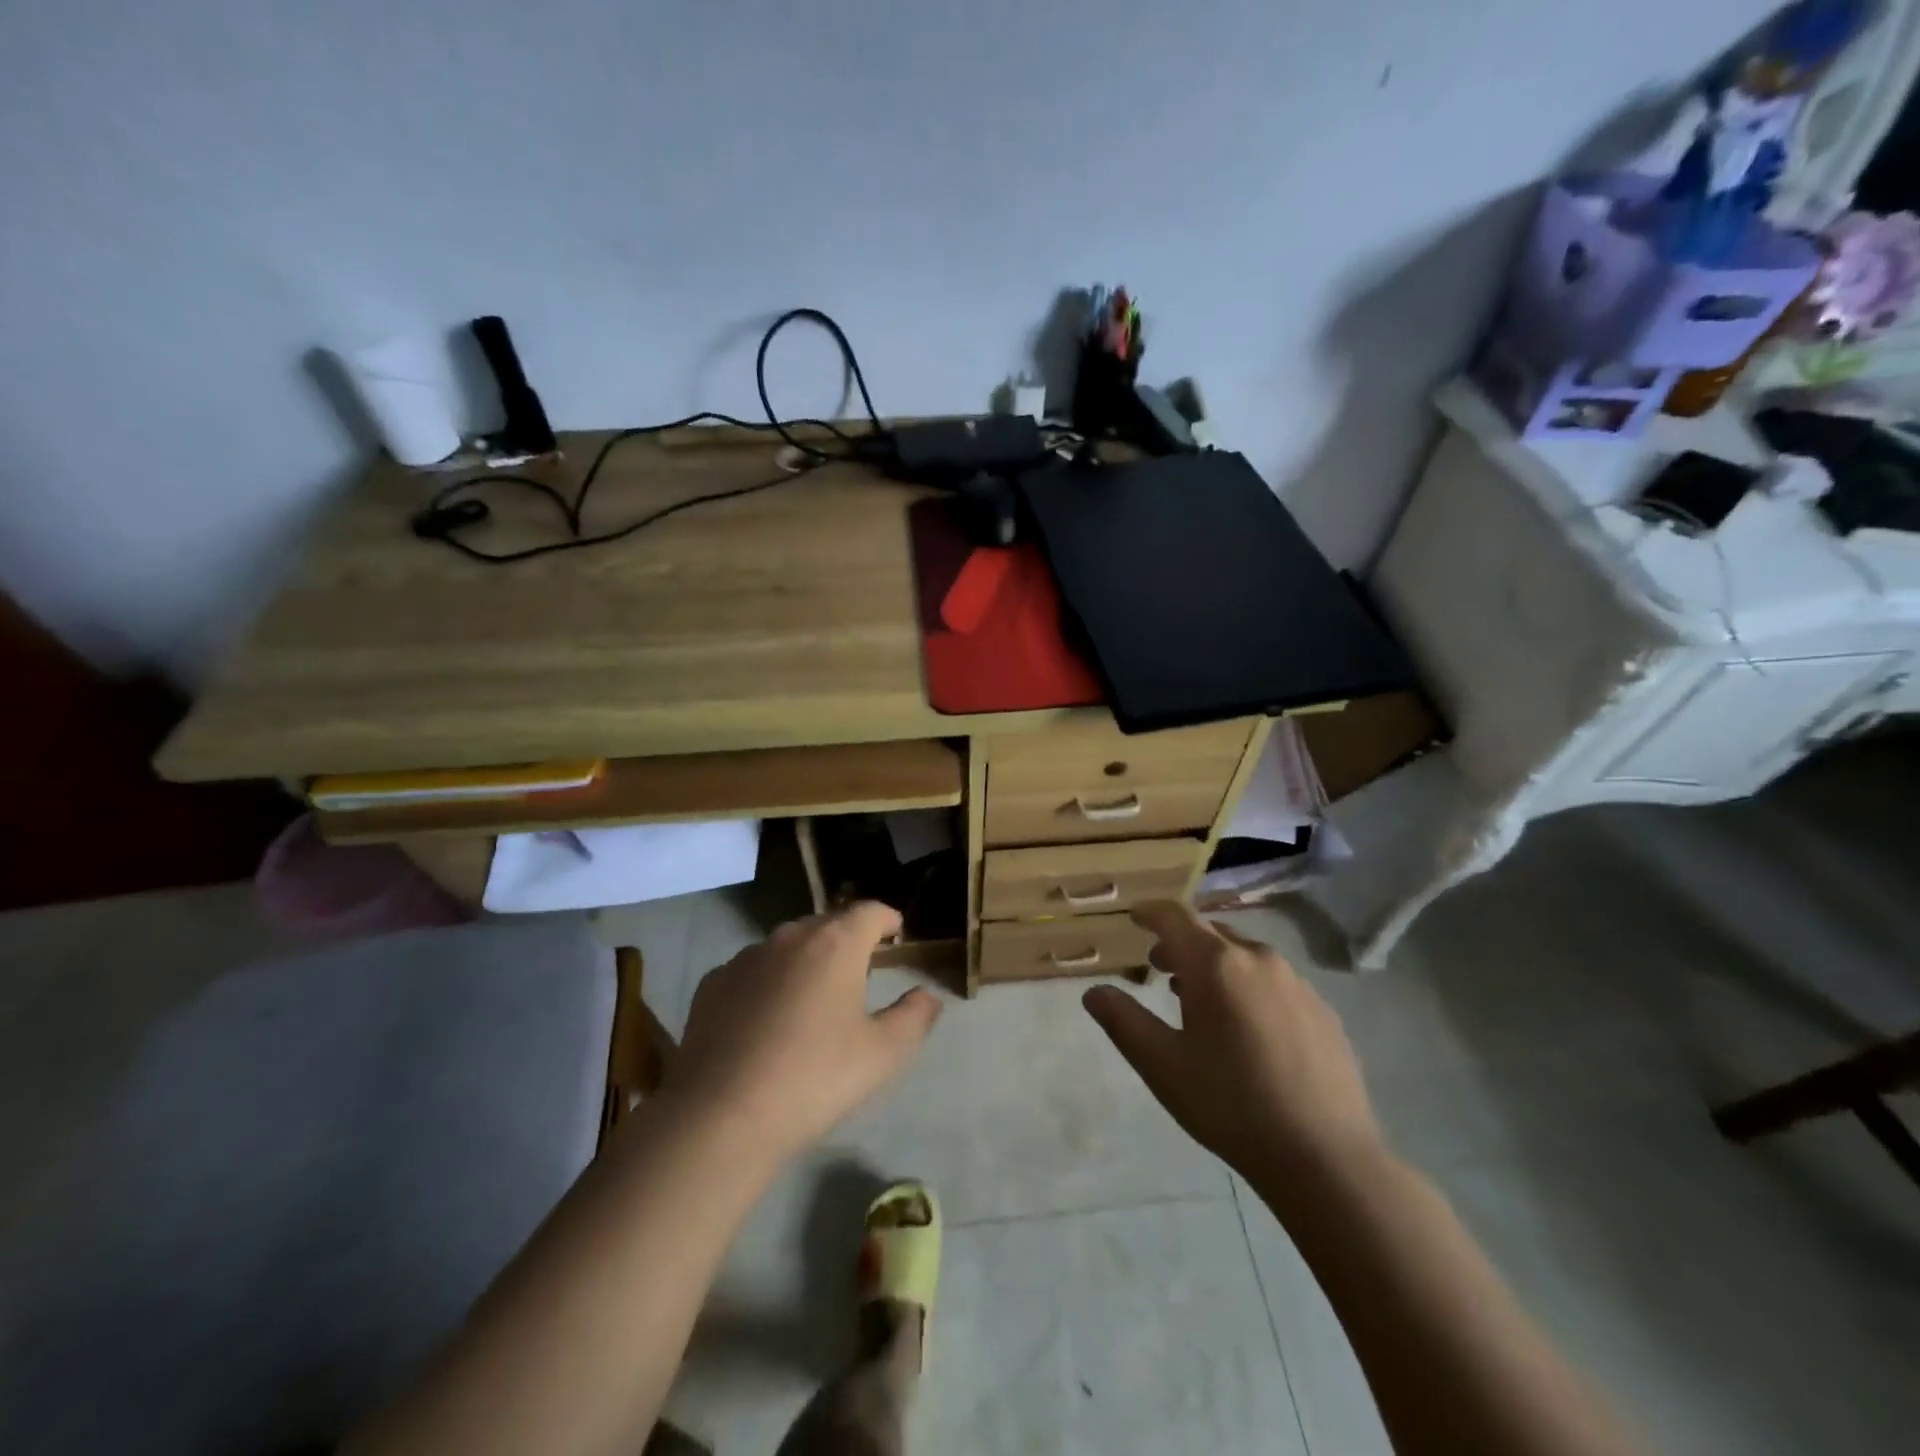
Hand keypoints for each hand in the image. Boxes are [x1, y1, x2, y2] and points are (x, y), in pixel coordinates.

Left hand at [666, 902, 942, 1163]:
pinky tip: (766, 1021)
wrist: (721, 1117)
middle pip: (828, 924)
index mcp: (836, 944)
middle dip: (847, 940)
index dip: (887, 920)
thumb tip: (928, 995)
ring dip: (806, 961)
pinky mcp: (713, 983)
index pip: (870, 911)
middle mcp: (790, 937)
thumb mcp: (883, 1054)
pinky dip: (768, 982)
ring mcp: (746, 957)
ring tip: (812, 999)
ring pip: (787, 946)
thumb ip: (914, 1016)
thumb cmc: (814, 1078)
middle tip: (859, 973)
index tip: (895, 935)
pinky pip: (752, 970)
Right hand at [1083, 902, 1379, 1185]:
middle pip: (1211, 933)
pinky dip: (1249, 987)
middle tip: (1159, 968)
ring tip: (1200, 1000)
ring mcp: (1298, 984)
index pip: (1176, 917)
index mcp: (1216, 964)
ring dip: (1216, 966)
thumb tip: (1094, 992)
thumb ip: (1123, 1021)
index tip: (1134, 917)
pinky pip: (1276, 982)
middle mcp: (1259, 960)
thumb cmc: (1231, 1104)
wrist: (1325, 1158)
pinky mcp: (1324, 1012)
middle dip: (1180, 943)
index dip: (1151, 913)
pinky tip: (1248, 1030)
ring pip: (1245, 957)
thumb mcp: (1162, 1066)